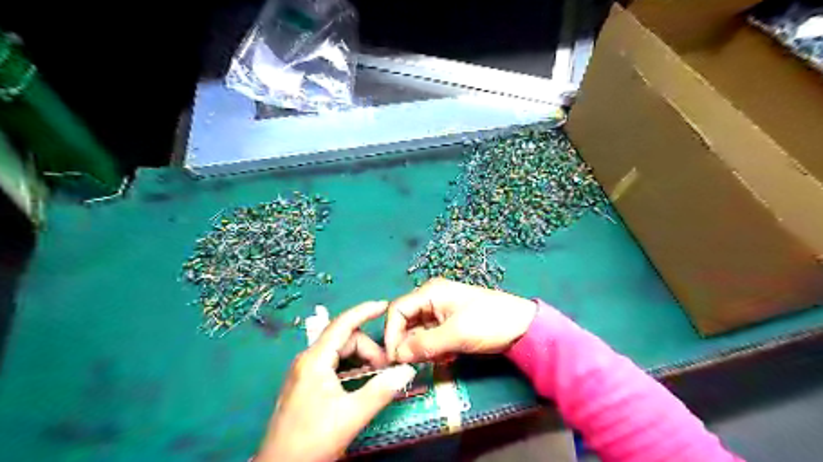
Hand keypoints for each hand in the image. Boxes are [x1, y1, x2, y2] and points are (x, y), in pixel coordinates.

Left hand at [259, 301, 417, 460]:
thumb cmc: (312, 440)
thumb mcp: (351, 415)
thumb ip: (381, 390)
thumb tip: (407, 370)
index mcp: (315, 360)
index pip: (343, 324)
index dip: (364, 311)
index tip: (385, 305)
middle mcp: (308, 359)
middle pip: (344, 340)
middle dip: (368, 348)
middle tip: (386, 369)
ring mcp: (305, 371)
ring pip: (339, 352)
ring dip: (360, 359)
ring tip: (377, 375)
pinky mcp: (305, 383)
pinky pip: (333, 364)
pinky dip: (350, 367)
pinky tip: (361, 381)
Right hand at [383, 279, 538, 364]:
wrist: (523, 327)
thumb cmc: (488, 322)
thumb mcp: (455, 334)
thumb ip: (424, 344)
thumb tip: (398, 356)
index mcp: (430, 292)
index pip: (398, 310)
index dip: (392, 333)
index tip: (394, 358)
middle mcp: (431, 299)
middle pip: (406, 322)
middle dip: (409, 343)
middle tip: (416, 363)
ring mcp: (440, 312)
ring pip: (418, 333)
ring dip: (423, 348)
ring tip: (440, 358)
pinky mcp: (449, 325)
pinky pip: (431, 338)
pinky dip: (434, 349)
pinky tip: (449, 356)